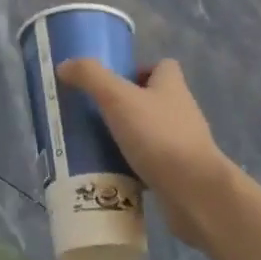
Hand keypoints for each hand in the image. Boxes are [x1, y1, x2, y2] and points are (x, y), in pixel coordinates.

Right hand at [56, 58, 241, 252]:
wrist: (195, 194)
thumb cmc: (158, 136)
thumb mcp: (118, 98)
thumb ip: (90, 77)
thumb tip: (65, 65)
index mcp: (172, 86)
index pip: (162, 66)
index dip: (139, 69)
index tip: (112, 82)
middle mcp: (181, 111)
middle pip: (154, 100)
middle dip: (127, 106)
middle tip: (95, 115)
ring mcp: (184, 145)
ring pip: (152, 133)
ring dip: (129, 138)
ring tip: (97, 146)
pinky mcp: (180, 175)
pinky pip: (152, 165)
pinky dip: (134, 168)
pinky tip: (112, 175)